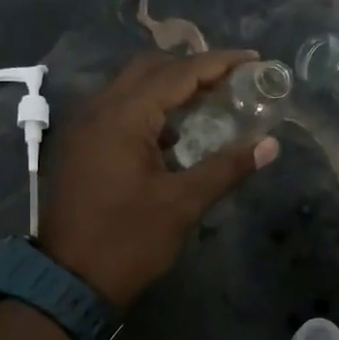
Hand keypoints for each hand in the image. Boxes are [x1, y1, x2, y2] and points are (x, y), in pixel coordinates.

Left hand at [40, 50, 280, 306]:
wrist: (69, 280)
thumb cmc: (128, 241)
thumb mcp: (182, 204)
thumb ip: (226, 167)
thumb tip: (269, 144)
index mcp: (123, 115)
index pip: (178, 73)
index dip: (219, 62)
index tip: (253, 59)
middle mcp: (98, 109)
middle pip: (149, 69)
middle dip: (191, 69)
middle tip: (229, 80)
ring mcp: (82, 127)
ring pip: (128, 88)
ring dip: (166, 87)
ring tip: (206, 101)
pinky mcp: (78, 147)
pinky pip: (115, 110)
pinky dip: (145, 109)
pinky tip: (170, 134)